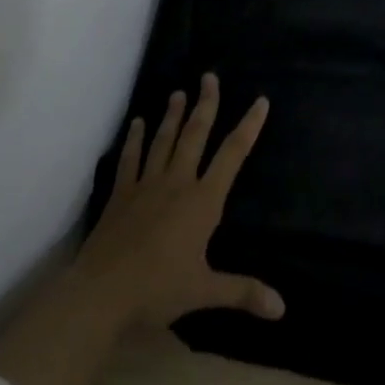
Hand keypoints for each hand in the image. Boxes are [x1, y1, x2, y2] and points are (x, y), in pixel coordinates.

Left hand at [73, 73, 283, 329]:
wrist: (102, 292)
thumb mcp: (205, 291)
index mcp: (203, 201)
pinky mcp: (121, 193)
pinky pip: (130, 159)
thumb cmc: (158, 290)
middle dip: (206, 105)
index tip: (260, 101)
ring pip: (163, 140)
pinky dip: (134, 139)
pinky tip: (136, 122)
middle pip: (195, 135)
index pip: (232, 155)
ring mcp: (146, 184)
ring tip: (179, 92)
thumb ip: (243, 292)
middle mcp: (177, 182)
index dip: (248, 127)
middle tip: (209, 76)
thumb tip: (282, 307)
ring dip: (172, 115)